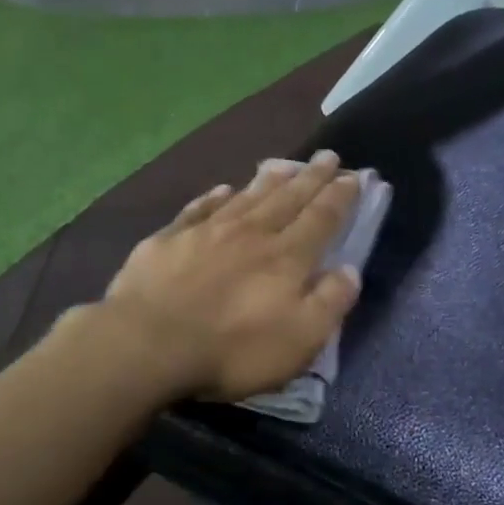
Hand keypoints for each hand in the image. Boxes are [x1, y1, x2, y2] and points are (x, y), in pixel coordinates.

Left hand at [98, 151, 364, 401]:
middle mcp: (252, 234)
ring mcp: (207, 232)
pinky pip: (200, 208)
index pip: (322, 219)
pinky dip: (216, 196)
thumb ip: (330, 303)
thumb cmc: (233, 349)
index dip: (340, 197)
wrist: (148, 344)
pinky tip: (223, 188)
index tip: (355, 176)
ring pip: (247, 196)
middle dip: (311, 177)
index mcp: (287, 258)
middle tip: (328, 155)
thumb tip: (350, 270)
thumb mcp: (300, 340)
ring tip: (285, 164)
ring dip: (270, 179)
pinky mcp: (169, 239)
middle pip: (288, 198)